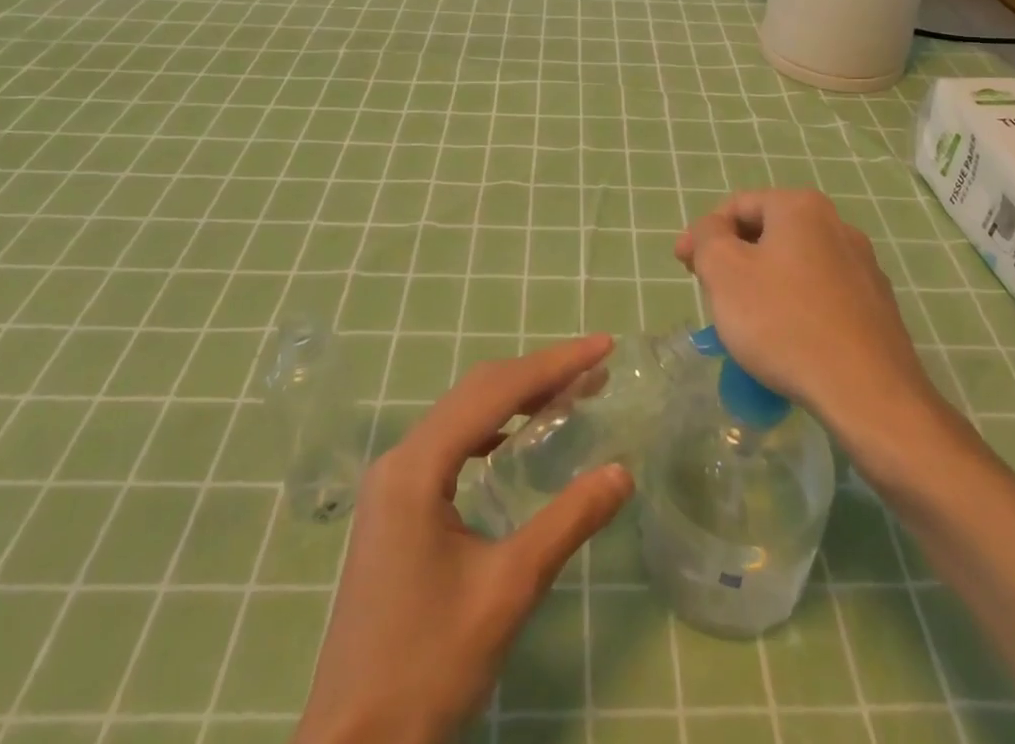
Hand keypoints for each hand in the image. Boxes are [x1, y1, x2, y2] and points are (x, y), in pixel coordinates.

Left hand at [297, 335, 633, 743]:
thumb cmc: (429, 666)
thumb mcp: (508, 590)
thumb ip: (568, 521)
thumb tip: (623, 472)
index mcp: (417, 467)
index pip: (496, 392)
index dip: (554, 364)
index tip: (603, 346)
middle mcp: (399, 459)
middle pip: (477, 392)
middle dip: (538, 374)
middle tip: (595, 369)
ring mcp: (392, 482)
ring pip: (462, 415)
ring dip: (515, 398)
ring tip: (568, 395)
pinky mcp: (394, 506)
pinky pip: (450, 444)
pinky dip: (491, 429)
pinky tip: (516, 441)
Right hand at [675, 189, 942, 432]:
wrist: (868, 394)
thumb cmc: (784, 322)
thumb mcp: (724, 272)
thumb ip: (708, 237)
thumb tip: (713, 230)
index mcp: (801, 208)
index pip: (738, 205)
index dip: (703, 233)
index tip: (683, 267)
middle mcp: (838, 225)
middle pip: (768, 232)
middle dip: (734, 258)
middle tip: (711, 292)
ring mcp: (863, 266)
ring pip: (795, 265)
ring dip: (763, 284)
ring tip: (746, 322)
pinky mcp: (877, 307)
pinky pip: (821, 296)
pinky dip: (795, 308)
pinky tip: (786, 342)